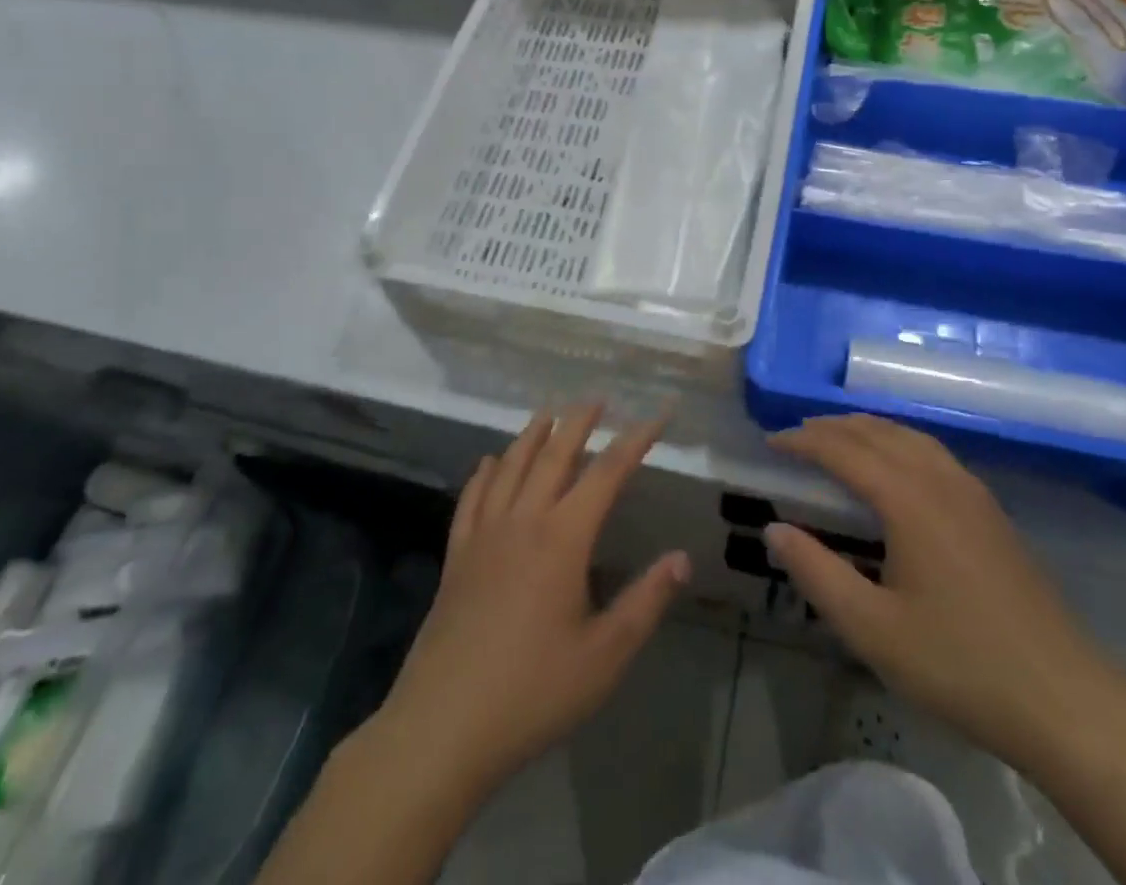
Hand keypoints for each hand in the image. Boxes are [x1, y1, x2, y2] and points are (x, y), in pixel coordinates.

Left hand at [368, 406, 690, 797]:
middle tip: (596, 398)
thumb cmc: (533, 692)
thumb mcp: (604, 657)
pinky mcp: (457, 557)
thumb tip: (682, 558)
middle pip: (553, 455)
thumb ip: (646, 602)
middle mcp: (523, 521)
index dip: (634, 441)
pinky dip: (485, 473)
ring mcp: (484, 536)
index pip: (606, 474)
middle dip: (578, 423)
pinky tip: (489, 462)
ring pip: (510, 467)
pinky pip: (472, 499)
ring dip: (532, 435)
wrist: (443, 727)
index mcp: (562, 539)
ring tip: (548, 413)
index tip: (656, 415)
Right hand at [765, 415, 1125, 767]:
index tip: (771, 442)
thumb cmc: (960, 665)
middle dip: (832, 427)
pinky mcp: (991, 512)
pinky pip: (932, 453)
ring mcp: (972, 492)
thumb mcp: (873, 629)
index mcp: (908, 499)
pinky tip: (895, 468)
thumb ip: (817, 573)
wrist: (1066, 702)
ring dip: (867, 430)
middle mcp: (940, 480)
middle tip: (796, 436)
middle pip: (877, 432)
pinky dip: (898, 443)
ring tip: (837, 440)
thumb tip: (775, 529)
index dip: (803, 440)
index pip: (843, 450)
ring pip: (909, 437)